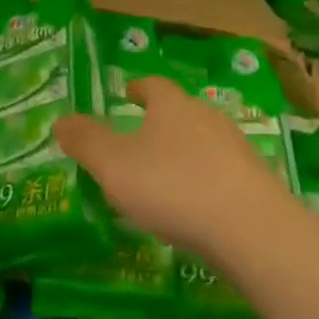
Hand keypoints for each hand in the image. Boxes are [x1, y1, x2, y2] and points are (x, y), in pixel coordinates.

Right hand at [54, 76, 295, 261]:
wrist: (254, 232)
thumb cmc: (173, 187)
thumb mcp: (113, 165)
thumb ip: (85, 142)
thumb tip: (61, 120)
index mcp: (172, 106)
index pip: (153, 86)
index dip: (137, 89)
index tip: (127, 93)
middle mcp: (207, 118)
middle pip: (180, 112)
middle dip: (159, 122)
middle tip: (138, 138)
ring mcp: (238, 151)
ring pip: (203, 143)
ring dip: (183, 154)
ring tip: (163, 177)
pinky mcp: (258, 185)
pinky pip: (222, 174)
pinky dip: (204, 182)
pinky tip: (195, 207)